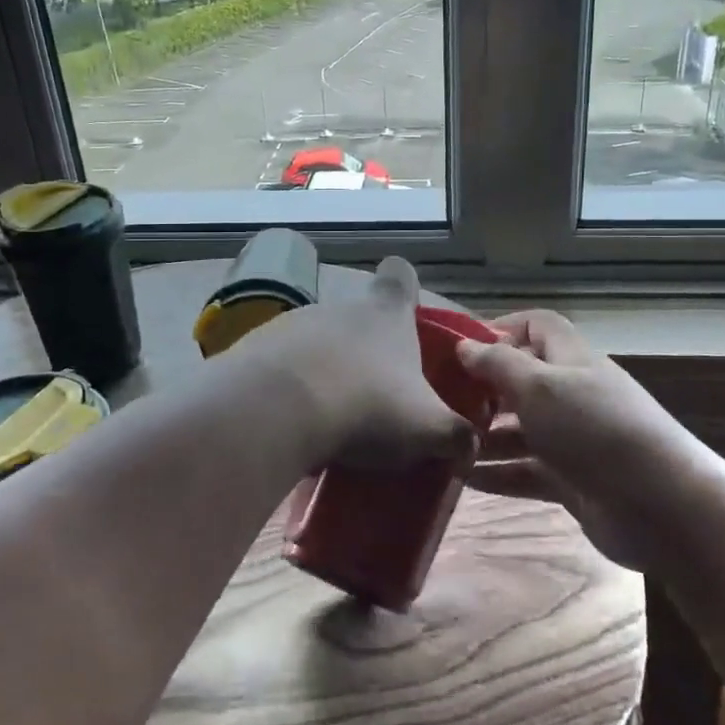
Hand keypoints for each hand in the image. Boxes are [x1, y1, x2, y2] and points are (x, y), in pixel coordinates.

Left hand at [221, 256, 476, 475]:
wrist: (275, 412)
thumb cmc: (365, 406)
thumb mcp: (427, 429)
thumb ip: (456, 437)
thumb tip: (469, 448)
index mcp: (385, 314)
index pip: (400, 276)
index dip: (405, 288)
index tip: (407, 311)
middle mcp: (339, 308)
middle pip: (359, 318)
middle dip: (367, 352)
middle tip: (376, 398)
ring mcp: (292, 324)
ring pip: (318, 344)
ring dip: (326, 372)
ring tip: (331, 420)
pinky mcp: (254, 349)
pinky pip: (281, 367)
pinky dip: (290, 389)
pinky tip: (294, 425)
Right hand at [454, 310, 675, 569]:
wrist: (663, 507)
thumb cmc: (595, 429)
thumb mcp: (539, 386)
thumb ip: (498, 364)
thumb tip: (464, 345)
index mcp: (571, 359)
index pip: (536, 326)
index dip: (500, 329)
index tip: (460, 348)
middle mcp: (573, 393)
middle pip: (522, 380)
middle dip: (483, 389)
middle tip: (440, 402)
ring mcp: (574, 440)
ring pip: (520, 430)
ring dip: (484, 436)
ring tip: (444, 445)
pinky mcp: (573, 481)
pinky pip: (527, 471)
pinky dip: (498, 474)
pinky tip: (462, 479)